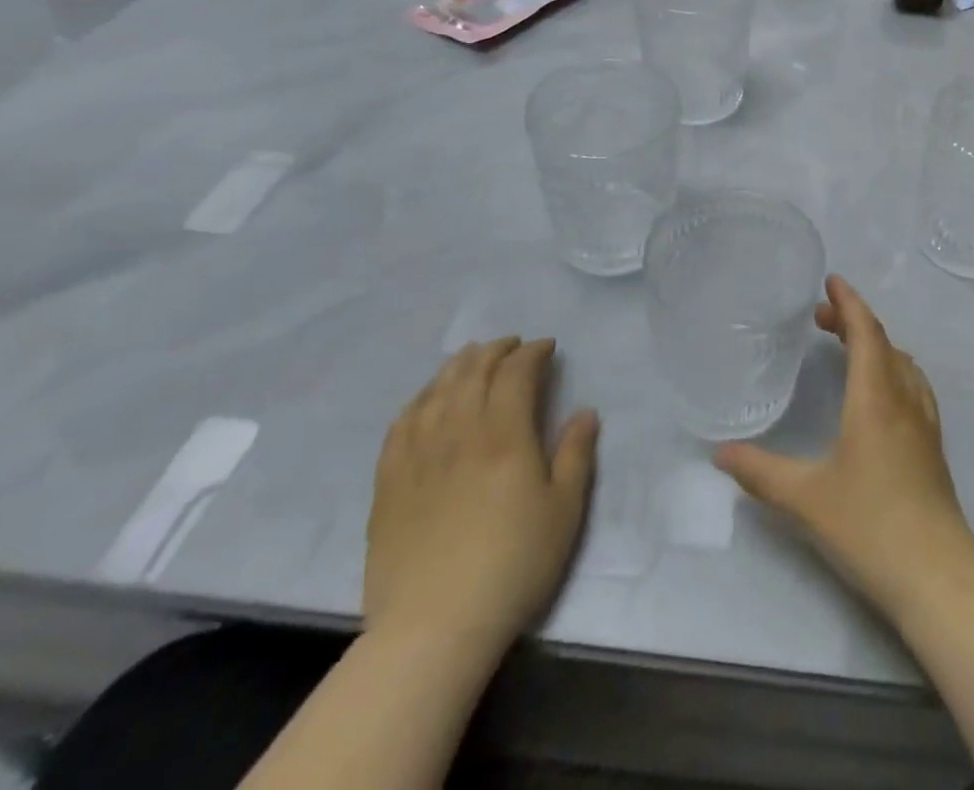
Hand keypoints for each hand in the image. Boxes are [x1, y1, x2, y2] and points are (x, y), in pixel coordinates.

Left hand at [364, 338, 597, 655]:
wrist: (433, 628)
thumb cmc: (513, 565)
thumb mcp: (564, 511)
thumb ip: (576, 454)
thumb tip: (585, 412)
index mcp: (505, 435)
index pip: (516, 372)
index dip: (532, 352)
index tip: (547, 347)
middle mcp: (459, 432)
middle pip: (473, 372)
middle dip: (495, 350)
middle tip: (512, 346)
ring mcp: (418, 455)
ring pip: (436, 390)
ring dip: (457, 366)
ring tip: (471, 359)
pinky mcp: (389, 483)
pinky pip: (401, 424)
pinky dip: (419, 400)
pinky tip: (427, 400)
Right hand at [714, 277, 973, 624]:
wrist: (937, 574)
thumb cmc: (869, 525)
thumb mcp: (805, 499)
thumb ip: (760, 472)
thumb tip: (720, 453)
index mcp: (875, 397)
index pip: (866, 331)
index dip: (849, 302)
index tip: (831, 281)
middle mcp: (904, 399)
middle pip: (883, 342)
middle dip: (854, 321)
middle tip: (822, 317)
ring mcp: (924, 422)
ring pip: (902, 364)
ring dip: (876, 344)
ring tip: (848, 348)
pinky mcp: (932, 446)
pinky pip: (912, 386)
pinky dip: (892, 369)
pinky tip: (880, 394)